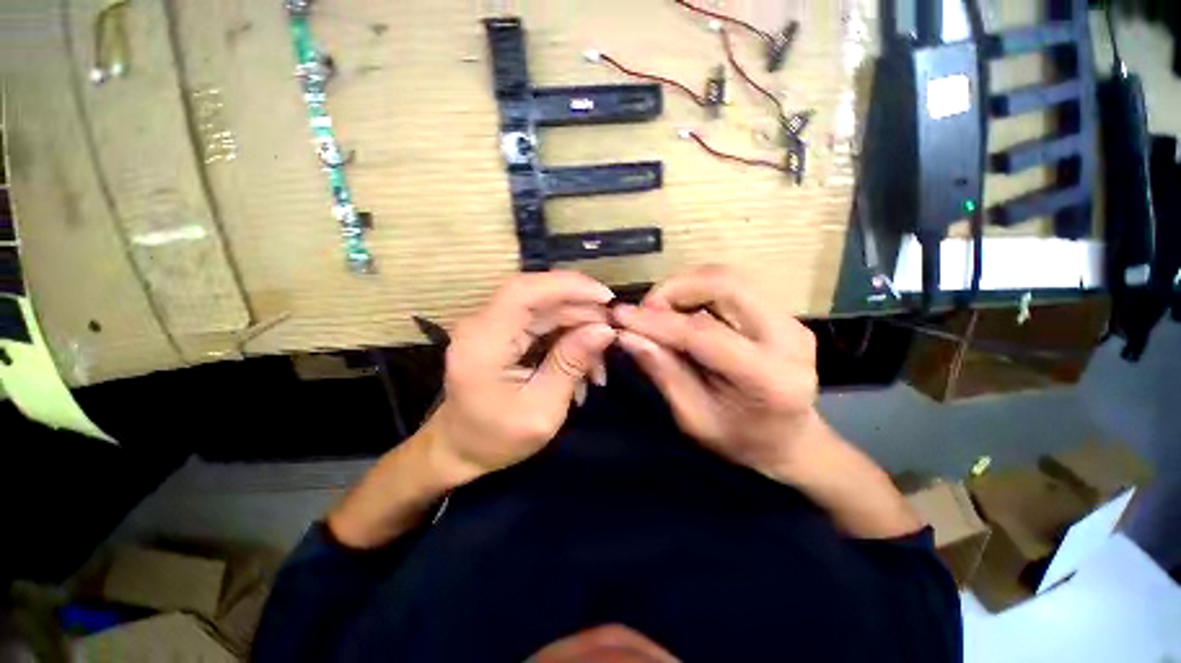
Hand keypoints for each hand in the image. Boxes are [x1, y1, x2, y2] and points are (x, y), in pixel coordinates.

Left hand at [425, 271, 617, 485]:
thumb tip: (604, 329)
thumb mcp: (542, 410)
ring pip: (544, 306)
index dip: (567, 285)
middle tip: (612, 331)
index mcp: (483, 343)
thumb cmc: (497, 438)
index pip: (523, 292)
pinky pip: (541, 319)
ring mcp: (491, 324)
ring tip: (600, 355)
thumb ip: (570, 364)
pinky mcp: (501, 330)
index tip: (606, 298)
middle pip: (538, 295)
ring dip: (578, 323)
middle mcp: (482, 324)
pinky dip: (567, 332)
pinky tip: (584, 357)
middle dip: (581, 308)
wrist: (460, 448)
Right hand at [612, 266, 824, 481]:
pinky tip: (680, 311)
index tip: (620, 316)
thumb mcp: (694, 418)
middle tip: (644, 310)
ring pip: (729, 278)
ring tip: (659, 311)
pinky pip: (733, 286)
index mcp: (769, 378)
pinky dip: (698, 291)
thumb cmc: (740, 440)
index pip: (705, 333)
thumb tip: (629, 336)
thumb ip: (664, 373)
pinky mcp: (782, 313)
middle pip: (726, 285)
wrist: (790, 440)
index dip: (658, 321)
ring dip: (685, 287)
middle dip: (674, 289)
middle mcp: (788, 338)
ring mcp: (790, 320)